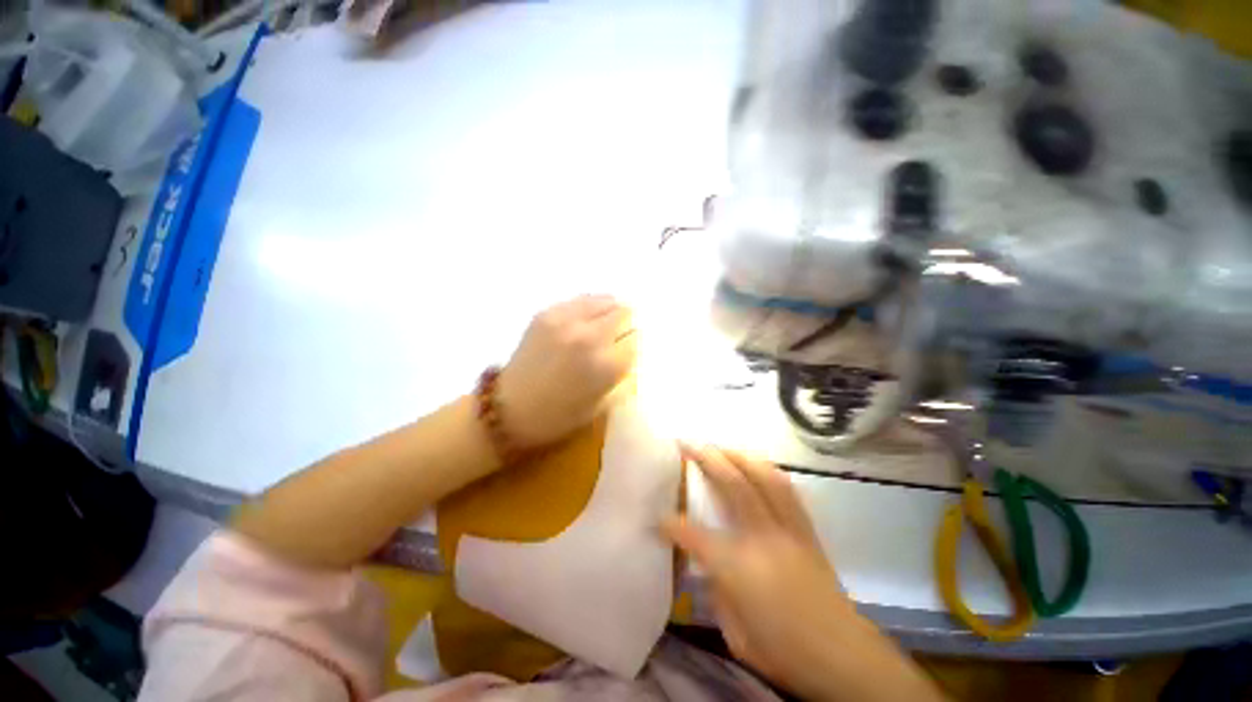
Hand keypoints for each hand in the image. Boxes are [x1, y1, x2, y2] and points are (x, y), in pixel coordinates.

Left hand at [497, 295, 636, 449]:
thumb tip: (633, 356)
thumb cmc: (558, 416)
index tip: (629, 351)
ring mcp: (567, 321)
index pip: (636, 340)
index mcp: (605, 365)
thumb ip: (625, 379)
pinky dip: (592, 307)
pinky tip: (588, 319)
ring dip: (612, 312)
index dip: (634, 346)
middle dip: (627, 326)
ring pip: (606, 301)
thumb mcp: (602, 406)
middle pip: (625, 314)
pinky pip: (582, 300)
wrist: (508, 408)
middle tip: (620, 337)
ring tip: (606, 324)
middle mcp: (590, 337)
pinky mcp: (548, 313)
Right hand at [664, 445, 944, 701]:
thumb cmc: (784, 651)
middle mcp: (763, 538)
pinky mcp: (806, 530)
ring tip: (721, 447)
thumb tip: (708, 564)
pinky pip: (786, 489)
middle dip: (707, 459)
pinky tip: (755, 466)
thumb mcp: (735, 633)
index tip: (658, 517)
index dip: (672, 524)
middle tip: (688, 443)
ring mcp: (788, 529)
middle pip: (733, 484)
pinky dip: (767, 470)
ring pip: (764, 477)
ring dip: (738, 455)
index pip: (695, 535)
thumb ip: (717, 591)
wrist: (844, 657)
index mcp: (739, 568)